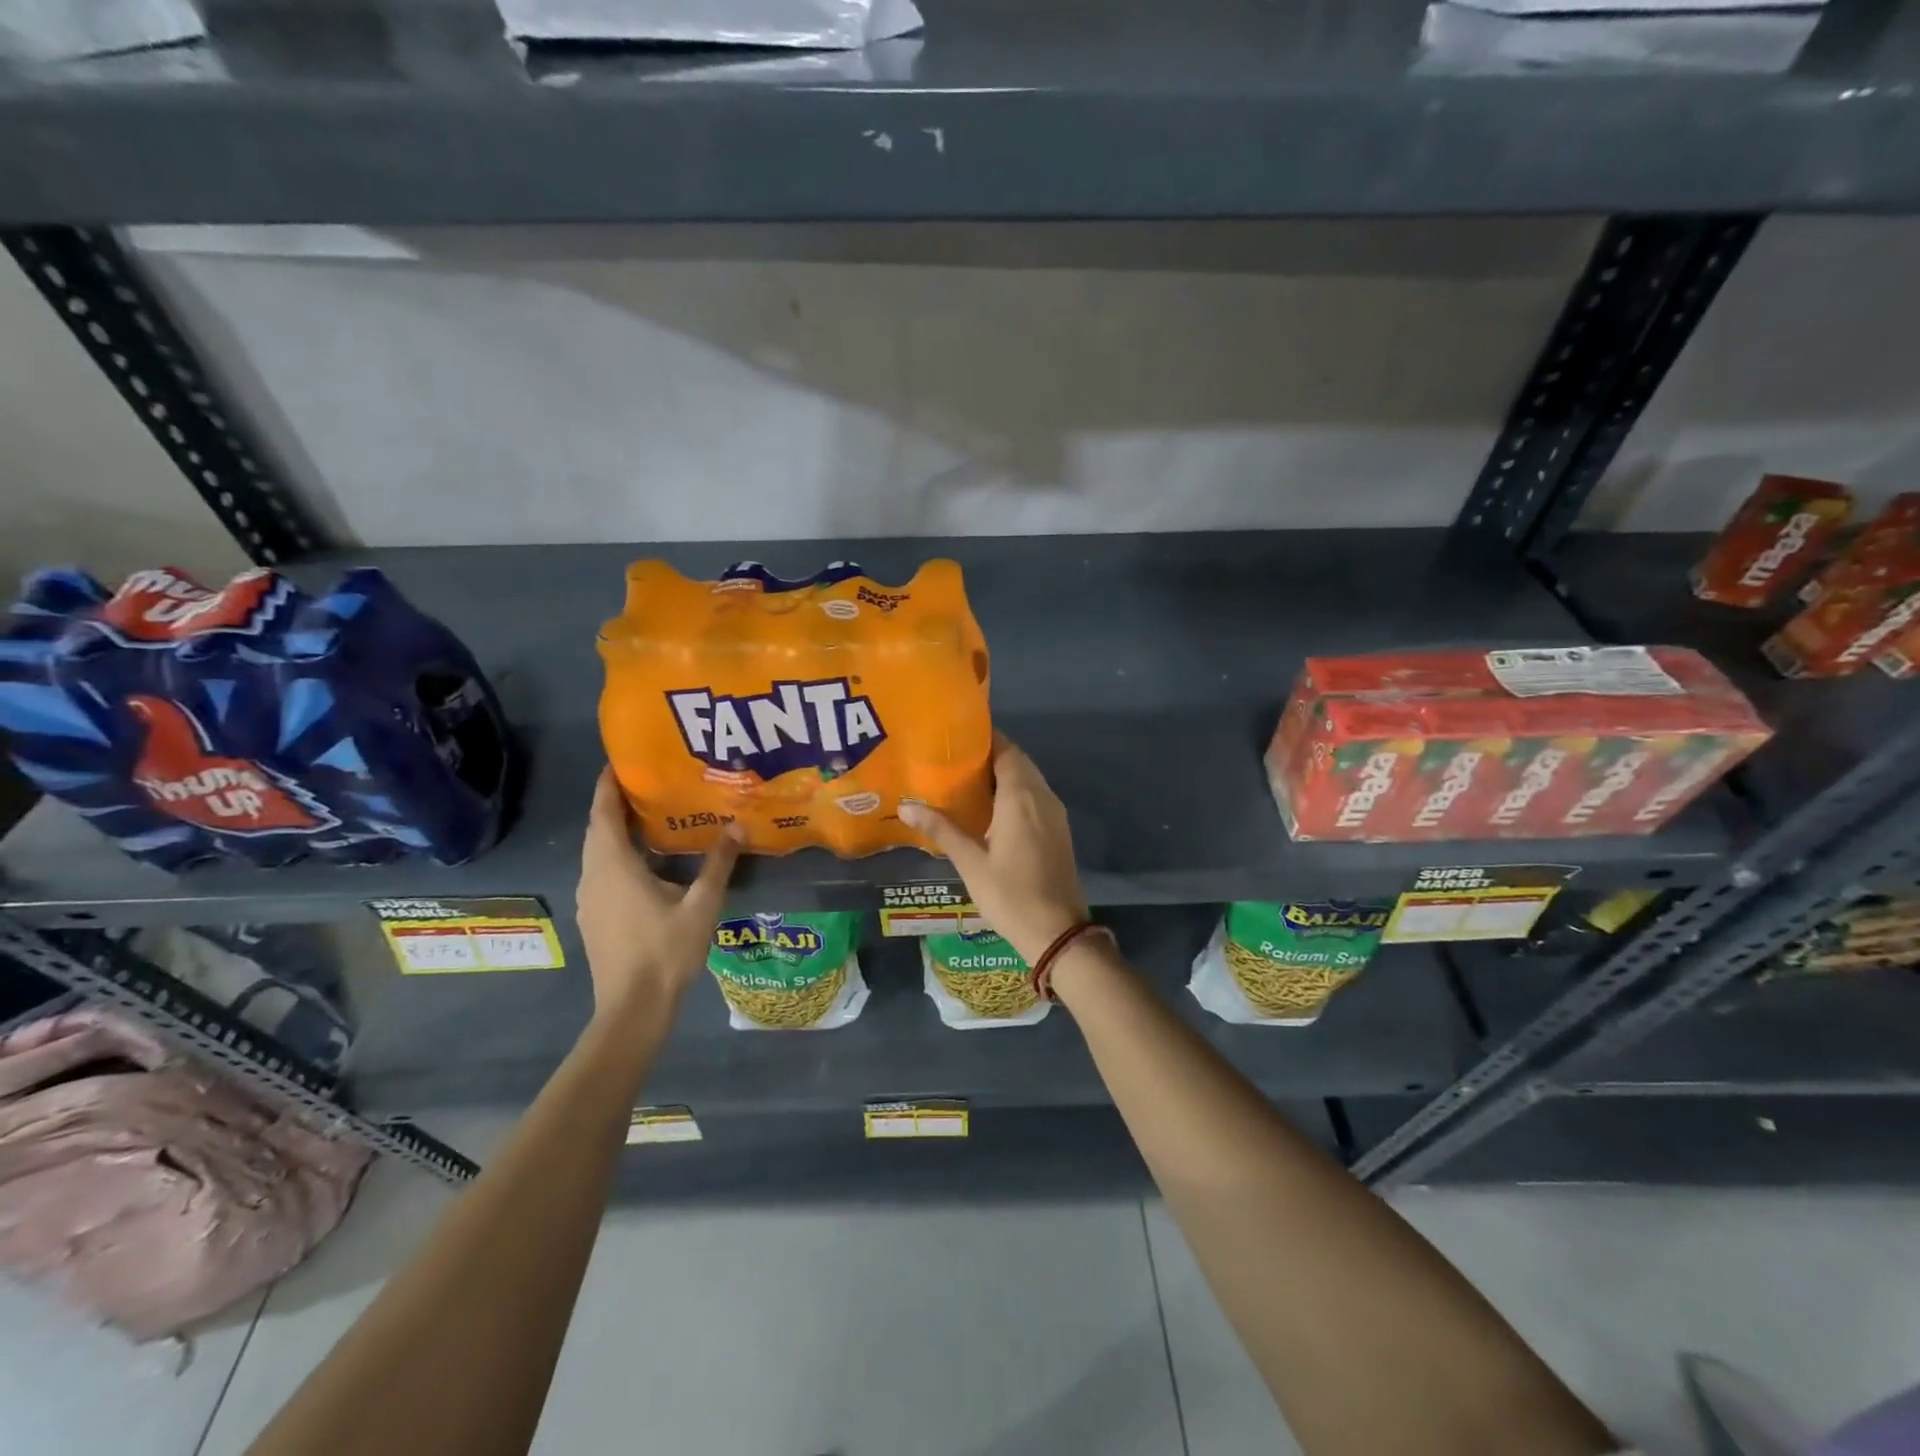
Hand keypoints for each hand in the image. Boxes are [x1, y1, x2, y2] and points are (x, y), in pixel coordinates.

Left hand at [577, 766, 739, 1019]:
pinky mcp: (594, 916)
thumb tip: (738, 824)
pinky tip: (646, 861)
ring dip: (616, 830)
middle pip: (598, 829)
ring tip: (650, 816)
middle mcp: (594, 875)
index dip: (609, 784)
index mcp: (613, 865)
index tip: (622, 760)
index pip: (604, 812)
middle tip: (648, 783)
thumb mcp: (701, 905)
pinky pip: (601, 871)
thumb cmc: (665, 951)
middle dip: (616, 803)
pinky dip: (617, 854)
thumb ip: (718, 863)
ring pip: (598, 851)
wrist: (633, 1008)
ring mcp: (590, 898)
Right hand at [899, 735, 1087, 965]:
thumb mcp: (971, 862)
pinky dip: (1015, 792)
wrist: (1057, 932)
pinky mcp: (1058, 830)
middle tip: (954, 758)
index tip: (956, 736)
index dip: (984, 739)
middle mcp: (1042, 796)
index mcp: (1021, 797)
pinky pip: (1036, 797)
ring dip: (1003, 774)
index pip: (1006, 750)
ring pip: (1029, 779)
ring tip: (967, 779)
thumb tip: (905, 806)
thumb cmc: (1010, 895)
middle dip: (990, 755)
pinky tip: (991, 808)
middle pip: (1018, 761)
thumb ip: (941, 829)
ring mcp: (1055, 813)